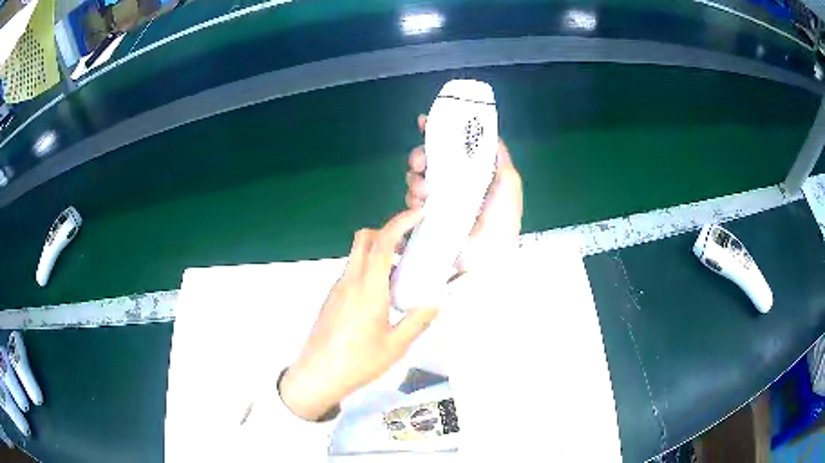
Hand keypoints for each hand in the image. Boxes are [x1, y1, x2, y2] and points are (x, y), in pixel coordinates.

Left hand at [279, 209, 438, 420]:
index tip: (418, 215)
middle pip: (364, 238)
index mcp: (368, 288)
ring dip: (378, 254)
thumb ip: (418, 320)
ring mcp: (336, 289)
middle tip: (408, 247)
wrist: (317, 376)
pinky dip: (368, 271)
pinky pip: (351, 273)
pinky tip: (380, 298)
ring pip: (357, 256)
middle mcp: (349, 281)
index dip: (401, 222)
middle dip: (387, 232)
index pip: (383, 241)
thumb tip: (437, 302)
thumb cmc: (358, 362)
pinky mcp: (331, 299)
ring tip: (400, 277)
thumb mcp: (396, 346)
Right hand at [406, 115, 522, 272]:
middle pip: (428, 160)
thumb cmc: (502, 217)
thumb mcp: (509, 182)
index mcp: (472, 172)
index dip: (436, 132)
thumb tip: (490, 134)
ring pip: (417, 179)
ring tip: (424, 191)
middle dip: (419, 157)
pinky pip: (412, 201)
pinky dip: (412, 199)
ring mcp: (440, 200)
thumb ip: (500, 157)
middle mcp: (454, 183)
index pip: (452, 147)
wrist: (489, 255)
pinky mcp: (428, 217)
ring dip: (415, 180)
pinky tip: (420, 205)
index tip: (422, 122)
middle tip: (420, 163)